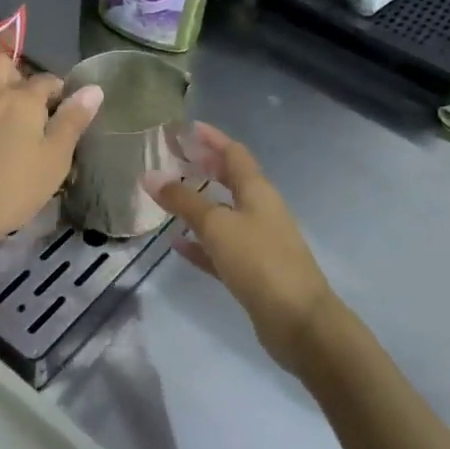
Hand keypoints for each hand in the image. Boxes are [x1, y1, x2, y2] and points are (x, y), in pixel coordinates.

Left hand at [0, 51, 102, 259]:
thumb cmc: (7, 189)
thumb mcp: (53, 162)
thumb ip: (72, 123)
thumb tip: (94, 88)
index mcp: (24, 99)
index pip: (48, 80)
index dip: (59, 92)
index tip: (64, 110)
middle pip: (3, 63)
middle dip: (17, 73)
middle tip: (27, 103)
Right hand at [147, 123, 343, 374]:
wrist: (299, 320)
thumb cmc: (260, 261)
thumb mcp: (218, 225)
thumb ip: (184, 201)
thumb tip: (150, 176)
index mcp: (258, 191)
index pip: (234, 153)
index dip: (211, 138)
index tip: (186, 128)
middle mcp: (260, 210)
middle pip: (230, 181)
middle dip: (204, 167)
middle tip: (173, 159)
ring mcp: (258, 241)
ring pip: (223, 215)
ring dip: (199, 205)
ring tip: (168, 198)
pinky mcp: (252, 271)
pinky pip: (220, 249)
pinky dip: (200, 244)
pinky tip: (177, 245)